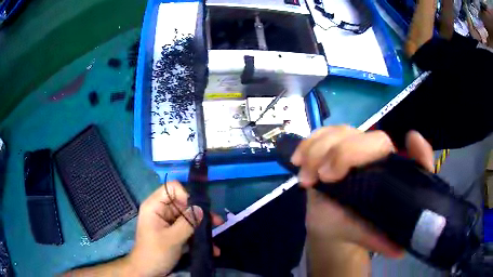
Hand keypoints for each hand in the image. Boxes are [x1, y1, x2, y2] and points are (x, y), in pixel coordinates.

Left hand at [127, 181, 222, 275]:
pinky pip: (188, 228)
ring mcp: (167, 222)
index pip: (172, 188)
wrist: (148, 271)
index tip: (198, 210)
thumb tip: (202, 209)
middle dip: (200, 213)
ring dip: (202, 226)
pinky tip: (211, 248)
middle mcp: (161, 210)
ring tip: (215, 235)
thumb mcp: (172, 238)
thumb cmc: (155, 253)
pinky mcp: (173, 232)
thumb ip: (187, 223)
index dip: (186, 195)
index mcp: (154, 206)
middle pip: (183, 203)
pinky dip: (198, 236)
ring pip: (188, 217)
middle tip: (217, 222)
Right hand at [291, 126, 433, 257]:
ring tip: (306, 177)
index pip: (411, 157)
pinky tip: (298, 160)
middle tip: (323, 177)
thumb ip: (381, 240)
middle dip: (344, 153)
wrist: (329, 220)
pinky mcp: (332, 145)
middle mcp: (376, 156)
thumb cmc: (351, 226)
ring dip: (321, 149)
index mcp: (391, 174)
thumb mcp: (364, 236)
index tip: (409, 143)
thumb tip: (399, 251)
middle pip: (370, 139)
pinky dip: (309, 144)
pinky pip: (322, 134)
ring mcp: (354, 146)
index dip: (418, 150)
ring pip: (343, 132)